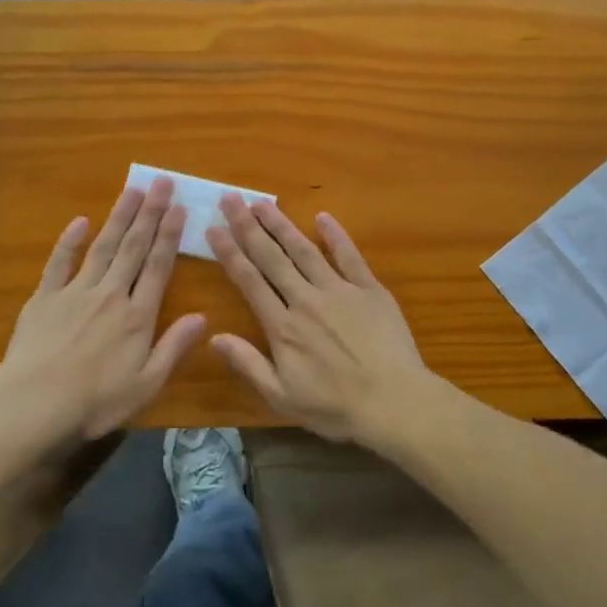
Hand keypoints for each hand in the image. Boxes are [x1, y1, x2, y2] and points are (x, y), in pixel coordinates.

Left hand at [0, 177, 206, 443]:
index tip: (180, 208)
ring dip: (119, 217)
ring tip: (133, 190)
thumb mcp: (147, 384)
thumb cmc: (96, 402)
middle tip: (161, 183)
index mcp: (138, 316)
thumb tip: (202, 317)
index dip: (170, 236)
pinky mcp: (44, 298)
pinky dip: (70, 241)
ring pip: (102, 247)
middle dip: (150, 214)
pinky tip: (80, 221)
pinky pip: (59, 263)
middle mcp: (111, 295)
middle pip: (133, 248)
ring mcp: (75, 292)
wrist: (33, 405)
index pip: (158, 267)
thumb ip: (174, 347)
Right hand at [206, 196, 429, 443]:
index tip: (212, 228)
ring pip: (305, 251)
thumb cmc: (335, 407)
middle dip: (248, 227)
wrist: (393, 402)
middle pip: (272, 258)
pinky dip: (336, 236)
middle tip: (231, 199)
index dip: (229, 253)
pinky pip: (350, 256)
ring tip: (263, 203)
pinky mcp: (370, 290)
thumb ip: (248, 364)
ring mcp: (340, 291)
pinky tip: (323, 217)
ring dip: (282, 225)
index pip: (249, 281)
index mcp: (282, 327)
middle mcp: (306, 300)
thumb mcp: (282, 397)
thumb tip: (213, 337)